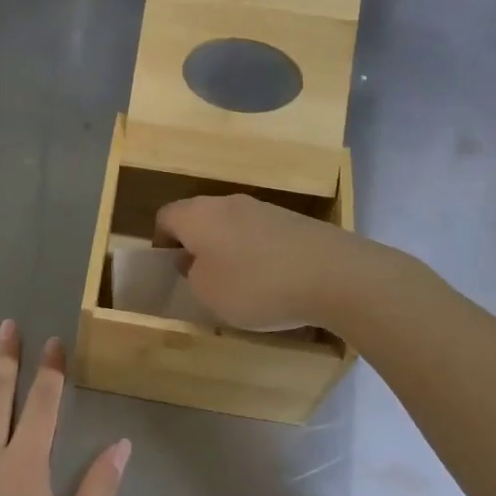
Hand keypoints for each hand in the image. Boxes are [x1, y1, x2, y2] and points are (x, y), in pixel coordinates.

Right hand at [154, 194, 370, 331]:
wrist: (334, 275)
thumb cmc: (256, 284)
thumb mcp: (207, 292)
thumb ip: (192, 274)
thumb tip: (195, 261)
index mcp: (197, 215)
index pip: (165, 217)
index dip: (161, 242)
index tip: (169, 269)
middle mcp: (227, 202)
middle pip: (200, 218)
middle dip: (197, 245)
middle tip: (201, 279)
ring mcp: (265, 208)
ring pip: (233, 226)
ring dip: (229, 250)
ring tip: (241, 285)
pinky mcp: (295, 221)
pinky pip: (262, 235)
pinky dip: (259, 255)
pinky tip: (274, 282)